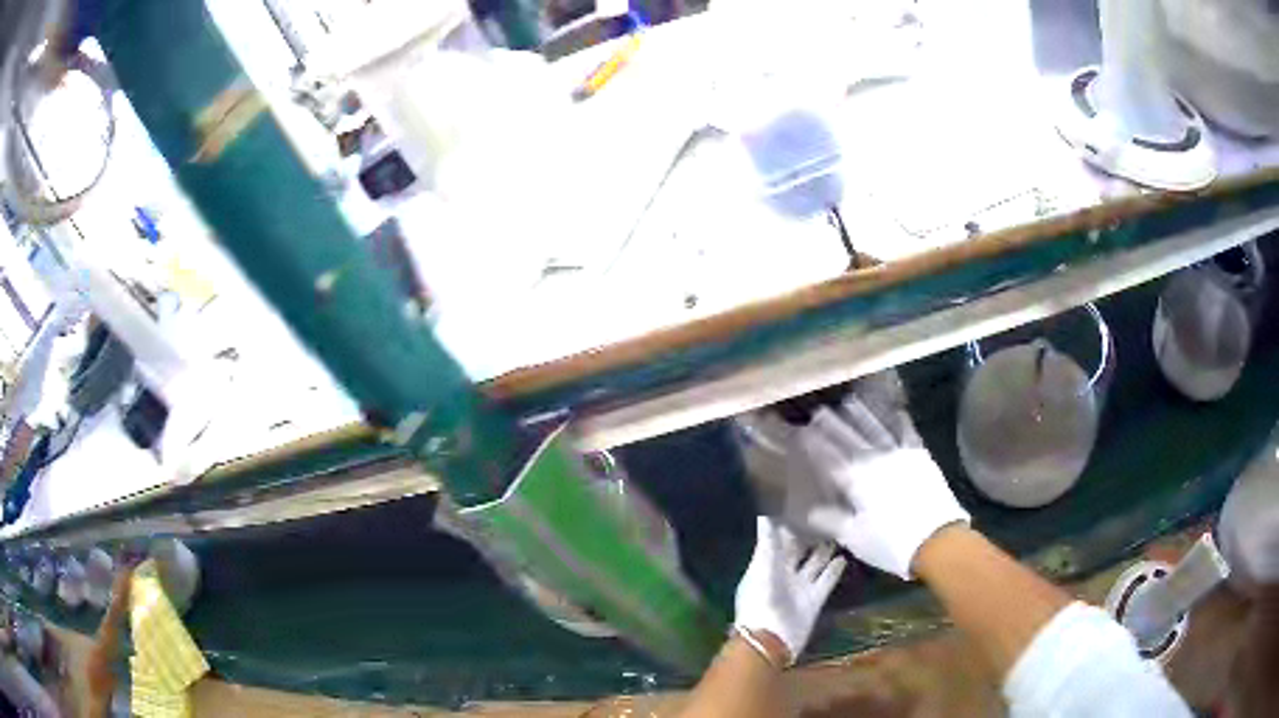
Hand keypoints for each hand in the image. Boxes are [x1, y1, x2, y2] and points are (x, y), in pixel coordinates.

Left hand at [734, 516, 844, 665]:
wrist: (770, 640)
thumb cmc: (761, 601)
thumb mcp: (763, 568)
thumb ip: (768, 541)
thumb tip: (765, 511)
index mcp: (765, 565)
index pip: (777, 538)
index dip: (786, 522)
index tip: (800, 501)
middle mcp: (782, 574)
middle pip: (797, 550)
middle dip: (808, 534)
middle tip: (826, 511)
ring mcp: (798, 588)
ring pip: (814, 564)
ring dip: (824, 550)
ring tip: (839, 530)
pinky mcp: (814, 600)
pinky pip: (826, 580)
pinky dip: (834, 570)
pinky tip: (845, 556)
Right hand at [794, 375, 968, 579]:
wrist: (936, 539)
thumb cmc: (891, 542)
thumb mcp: (855, 537)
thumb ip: (832, 519)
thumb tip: (810, 510)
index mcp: (856, 480)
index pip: (830, 456)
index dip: (815, 443)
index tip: (802, 431)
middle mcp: (875, 460)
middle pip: (850, 438)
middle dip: (834, 425)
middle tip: (820, 411)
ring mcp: (899, 454)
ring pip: (877, 428)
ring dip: (862, 415)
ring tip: (850, 402)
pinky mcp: (920, 455)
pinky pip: (907, 431)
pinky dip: (899, 419)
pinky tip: (895, 410)